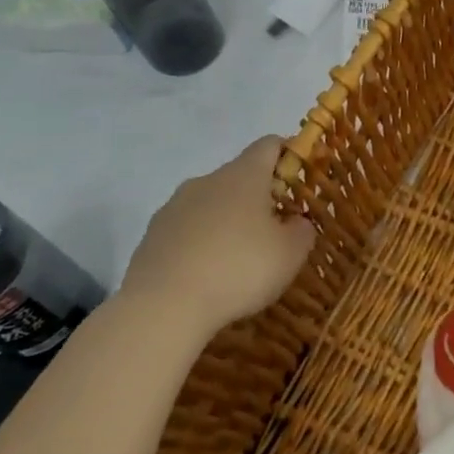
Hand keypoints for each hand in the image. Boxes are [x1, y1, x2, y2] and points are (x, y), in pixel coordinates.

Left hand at [120, 135, 314, 333]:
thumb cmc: (238, 269)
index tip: (301, 180)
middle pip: (239, 176)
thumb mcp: (290, 254)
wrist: (162, 308)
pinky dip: (200, 243)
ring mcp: (174, 206)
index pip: (270, 145)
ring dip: (227, 221)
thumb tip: (296, 221)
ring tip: (238, 259)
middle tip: (275, 230)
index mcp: (244, 175)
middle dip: (259, 197)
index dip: (289, 155)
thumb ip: (302, 230)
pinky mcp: (151, 236)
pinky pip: (186, 230)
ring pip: (211, 203)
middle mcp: (207, 180)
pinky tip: (207, 275)